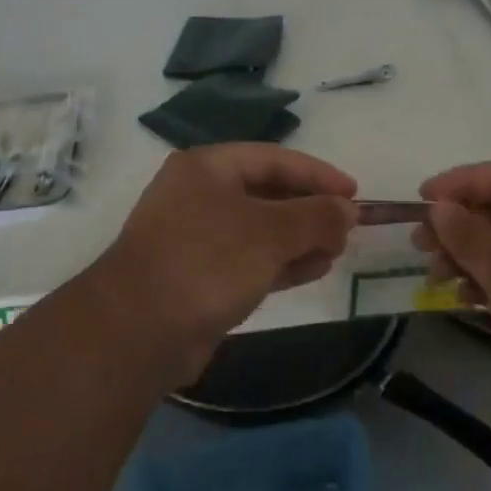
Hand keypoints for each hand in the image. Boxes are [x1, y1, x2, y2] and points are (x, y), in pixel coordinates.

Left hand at [95, 144, 357, 381]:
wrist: (137, 331)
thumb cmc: (206, 262)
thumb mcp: (270, 233)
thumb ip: (315, 217)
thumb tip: (348, 210)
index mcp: (206, 167)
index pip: (273, 159)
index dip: (317, 174)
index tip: (353, 192)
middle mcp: (198, 195)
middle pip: (266, 192)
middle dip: (309, 209)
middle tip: (348, 226)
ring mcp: (195, 237)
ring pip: (259, 229)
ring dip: (300, 238)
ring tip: (337, 250)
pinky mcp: (197, 276)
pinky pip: (249, 259)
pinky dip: (281, 262)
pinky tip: (314, 269)